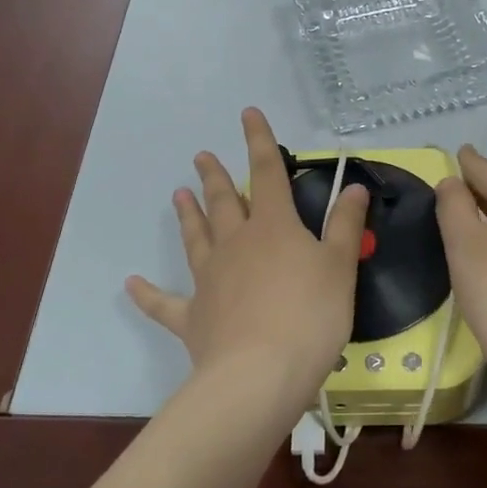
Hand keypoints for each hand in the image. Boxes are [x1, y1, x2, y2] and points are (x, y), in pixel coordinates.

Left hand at [127, 109, 368, 409]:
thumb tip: (355, 186)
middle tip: (200, 156)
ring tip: (178, 194)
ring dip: (188, 216)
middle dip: (215, 177)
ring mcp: (209, 280)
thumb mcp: (340, 267)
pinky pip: (165, 303)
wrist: (261, 374)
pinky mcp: (193, 318)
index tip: (247, 113)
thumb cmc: (311, 315)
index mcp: (273, 228)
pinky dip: (148, 294)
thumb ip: (345, 225)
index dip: (259, 141)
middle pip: (224, 203)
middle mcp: (236, 244)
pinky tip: (131, 284)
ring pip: (196, 239)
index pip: (267, 173)